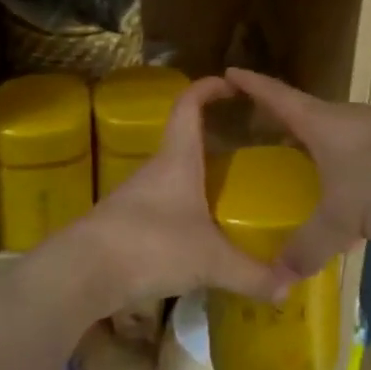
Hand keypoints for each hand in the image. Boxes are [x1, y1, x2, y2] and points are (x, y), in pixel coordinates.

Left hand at [62, 77, 292, 310]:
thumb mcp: (209, 261)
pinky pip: (161, 205)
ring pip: (173, 174)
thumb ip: (251, 273)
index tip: (230, 82)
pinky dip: (182, 208)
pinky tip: (199, 233)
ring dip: (197, 176)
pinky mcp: (124, 223)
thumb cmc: (151, 244)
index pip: (189, 105)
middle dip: (212, 137)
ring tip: (228, 190)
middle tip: (245, 146)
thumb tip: (289, 287)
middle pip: (183, 138)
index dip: (208, 87)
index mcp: (178, 158)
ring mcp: (136, 195)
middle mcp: (156, 168)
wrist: (82, 272)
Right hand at [225, 69, 370, 276]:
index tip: (227, 72)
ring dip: (309, 141)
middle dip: (275, 118)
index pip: (274, 95)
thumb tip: (278, 278)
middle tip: (252, 130)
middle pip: (300, 112)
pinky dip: (336, 159)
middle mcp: (341, 116)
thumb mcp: (342, 219)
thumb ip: (309, 247)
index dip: (250, 84)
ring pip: (329, 131)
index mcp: (318, 122)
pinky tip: (342, 184)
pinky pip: (353, 147)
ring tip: (294, 160)